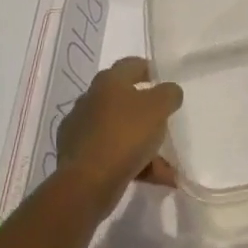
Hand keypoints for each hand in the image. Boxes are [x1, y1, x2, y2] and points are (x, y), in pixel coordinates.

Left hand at [55, 58, 182, 211]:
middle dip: (148, 113)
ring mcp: (81, 130)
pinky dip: (133, 163)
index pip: (131, 65)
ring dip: (144, 144)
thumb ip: (169, 94)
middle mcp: (90, 100)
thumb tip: (169, 91)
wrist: (86, 182)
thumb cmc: (125, 135)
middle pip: (125, 100)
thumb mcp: (158, 108)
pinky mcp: (77, 157)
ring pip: (121, 131)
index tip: (164, 81)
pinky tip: (154, 177)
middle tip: (166, 122)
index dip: (149, 69)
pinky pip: (112, 155)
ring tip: (167, 166)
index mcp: (108, 82)